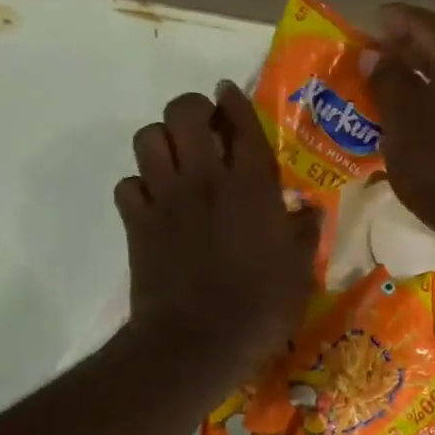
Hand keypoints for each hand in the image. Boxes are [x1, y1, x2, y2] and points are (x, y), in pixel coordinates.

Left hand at [115, 82, 321, 389]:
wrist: (199, 341)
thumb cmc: (260, 308)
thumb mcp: (300, 272)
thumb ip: (304, 232)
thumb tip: (306, 209)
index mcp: (251, 185)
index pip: (239, 121)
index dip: (232, 99)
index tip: (227, 93)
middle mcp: (205, 178)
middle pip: (183, 111)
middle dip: (191, 110)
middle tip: (202, 130)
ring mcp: (165, 198)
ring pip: (148, 138)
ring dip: (161, 142)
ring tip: (175, 162)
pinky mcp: (136, 223)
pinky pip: (127, 185)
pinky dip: (138, 187)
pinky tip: (153, 203)